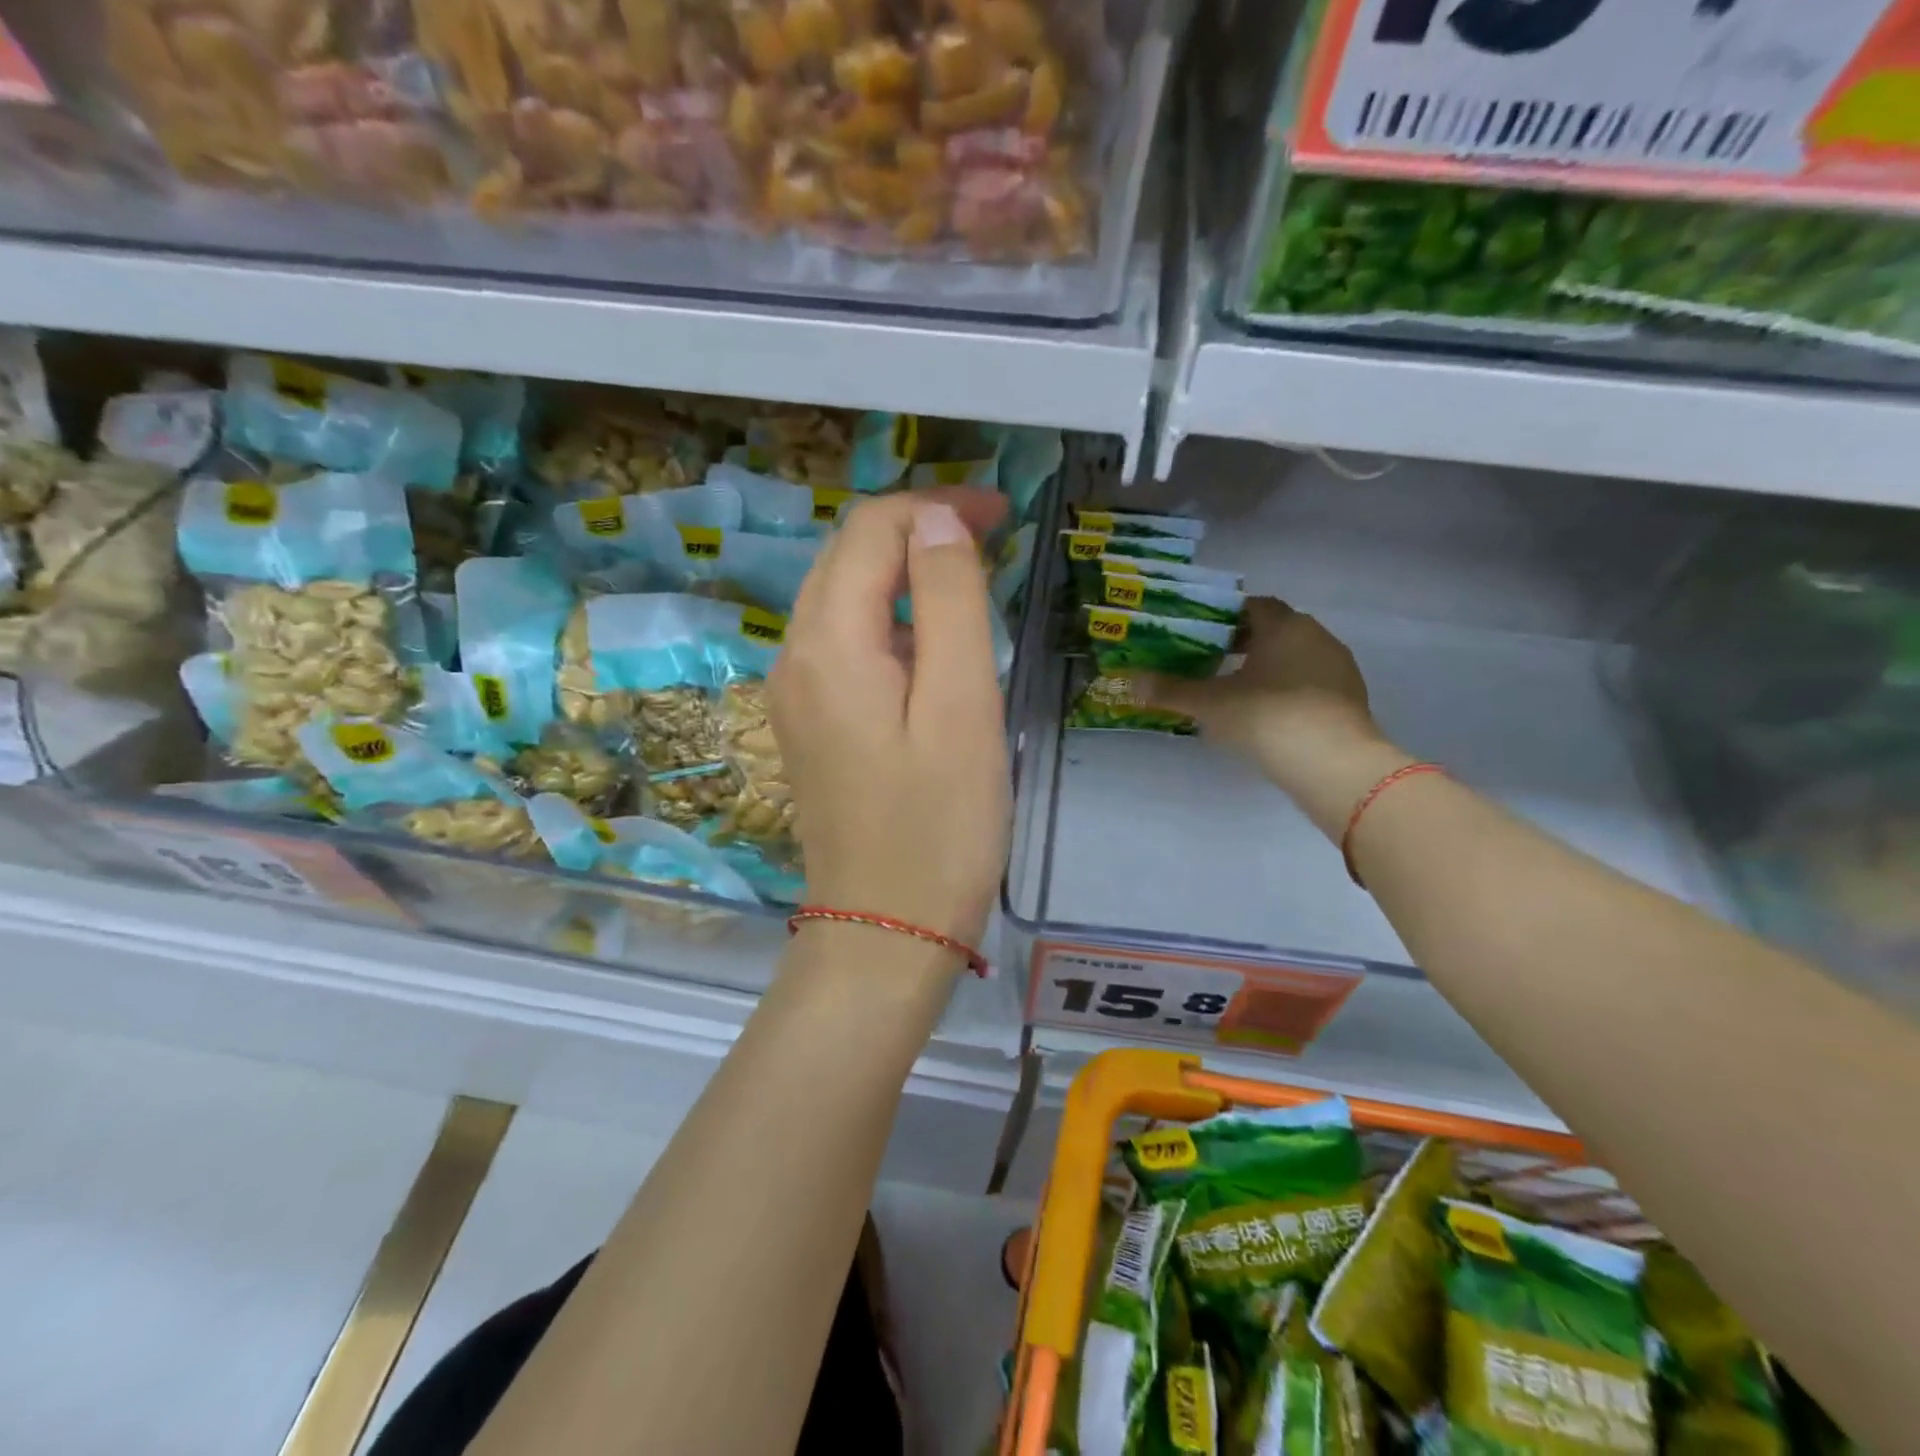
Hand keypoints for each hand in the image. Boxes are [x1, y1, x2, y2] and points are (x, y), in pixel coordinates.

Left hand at [770, 488, 1010, 952]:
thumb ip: (950, 601)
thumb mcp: (962, 705)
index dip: (935, 506)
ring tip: (970, 579)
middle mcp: (794, 654)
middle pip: (846, 555)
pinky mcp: (809, 723)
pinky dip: (888, 617)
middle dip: (917, 529)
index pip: (870, 530)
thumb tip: (937, 520)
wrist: (885, 931)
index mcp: (828, 642)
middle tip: (992, 538)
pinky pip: (842, 641)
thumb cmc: (939, 826)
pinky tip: (930, 641)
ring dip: (902, 571)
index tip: (1002, 515)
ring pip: (841, 596)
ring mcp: (795, 692)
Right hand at [1139, 598, 1409, 836]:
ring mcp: (1338, 668)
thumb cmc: (1265, 717)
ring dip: (1268, 668)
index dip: (1226, 617)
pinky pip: (1311, 684)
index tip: (1202, 633)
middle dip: (1244, 643)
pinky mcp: (1350, 699)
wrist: (1332, 763)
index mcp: (1284, 625)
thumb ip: (1170, 690)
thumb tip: (1129, 681)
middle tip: (1212, 661)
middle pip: (1275, 630)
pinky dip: (1288, 691)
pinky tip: (1269, 715)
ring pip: (1295, 657)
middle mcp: (1316, 636)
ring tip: (1237, 690)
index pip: (1253, 606)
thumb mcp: (1209, 704)